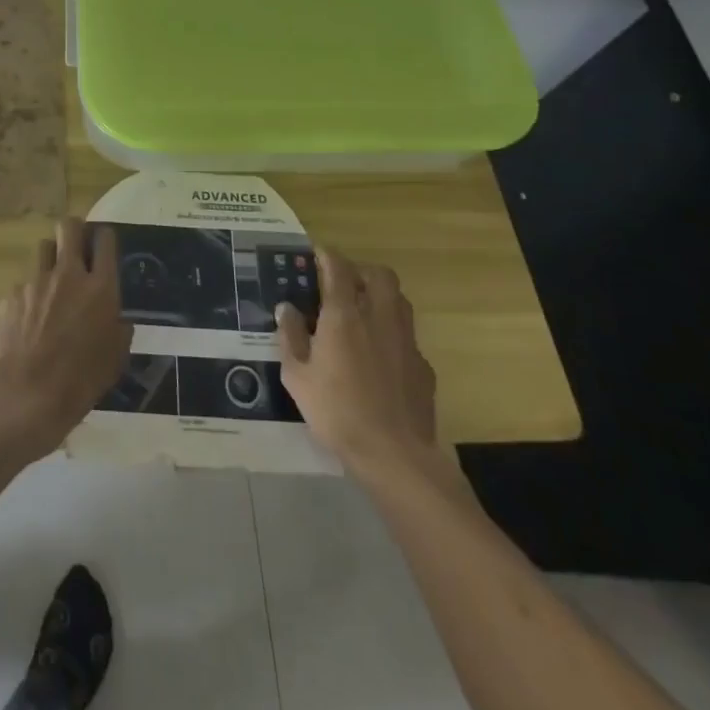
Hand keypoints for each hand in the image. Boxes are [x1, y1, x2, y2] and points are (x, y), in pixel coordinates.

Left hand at [0, 218, 132, 458]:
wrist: (27, 394)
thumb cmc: (81, 381)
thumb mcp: (116, 358)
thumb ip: (119, 328)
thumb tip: (117, 318)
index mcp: (100, 287)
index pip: (105, 240)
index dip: (104, 237)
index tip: (102, 245)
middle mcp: (68, 274)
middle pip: (69, 227)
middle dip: (74, 230)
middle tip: (77, 247)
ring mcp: (36, 281)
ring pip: (44, 248)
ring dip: (51, 259)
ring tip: (53, 283)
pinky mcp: (12, 295)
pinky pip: (24, 284)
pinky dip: (30, 295)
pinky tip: (30, 320)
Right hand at [277, 251, 443, 484]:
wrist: (394, 455)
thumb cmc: (336, 411)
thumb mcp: (297, 376)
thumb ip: (290, 337)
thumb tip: (286, 308)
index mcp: (344, 316)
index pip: (338, 268)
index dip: (326, 256)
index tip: (316, 254)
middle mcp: (378, 318)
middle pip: (379, 275)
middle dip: (361, 271)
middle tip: (343, 283)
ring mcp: (405, 341)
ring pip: (399, 300)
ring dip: (381, 296)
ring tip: (362, 312)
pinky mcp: (423, 366)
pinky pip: (407, 335)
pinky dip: (392, 333)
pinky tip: (379, 356)